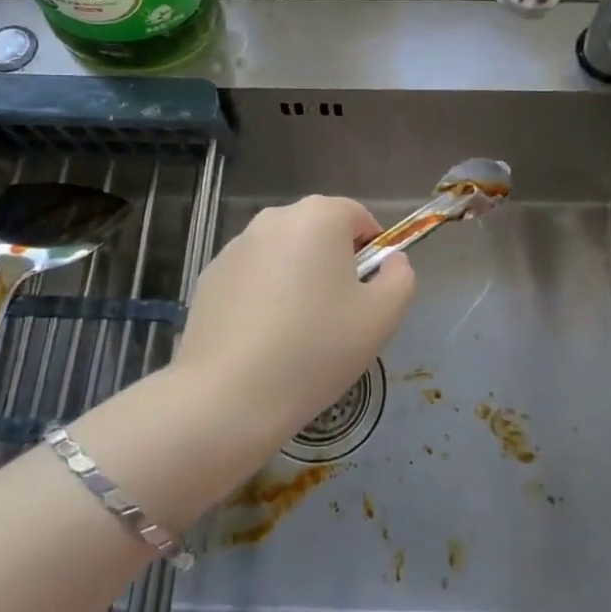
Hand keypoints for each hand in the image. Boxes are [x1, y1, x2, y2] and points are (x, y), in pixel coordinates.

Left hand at [173, 196, 415, 440]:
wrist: (228, 395)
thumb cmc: (316, 349)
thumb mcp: (382, 317)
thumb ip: (400, 277)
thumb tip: (391, 261)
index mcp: (320, 216)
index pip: (359, 218)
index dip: (372, 253)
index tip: (368, 295)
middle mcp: (275, 218)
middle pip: (319, 232)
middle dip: (333, 264)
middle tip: (337, 317)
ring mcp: (236, 245)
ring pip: (284, 254)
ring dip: (297, 278)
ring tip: (297, 332)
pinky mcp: (210, 274)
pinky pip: (253, 275)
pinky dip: (264, 295)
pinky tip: (262, 339)